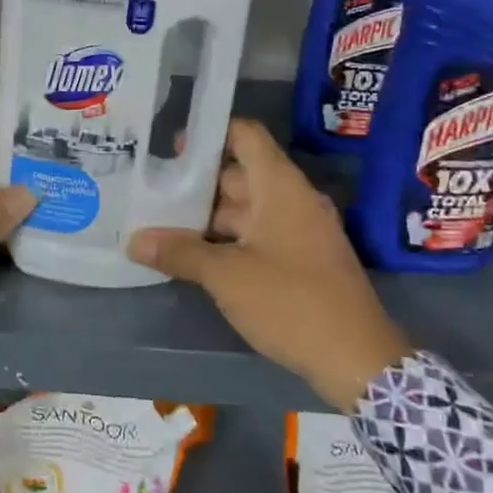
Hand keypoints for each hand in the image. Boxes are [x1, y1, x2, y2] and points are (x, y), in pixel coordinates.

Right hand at [128, 119, 410, 410]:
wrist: (358, 360)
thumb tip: (134, 241)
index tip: (169, 146)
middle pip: (239, 174)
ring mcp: (299, 231)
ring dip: (207, 216)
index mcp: (280, 187)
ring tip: (160, 223)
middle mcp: (292, 200)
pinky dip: (226, 239)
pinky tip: (193, 254)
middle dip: (195, 182)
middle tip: (150, 189)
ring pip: (246, 209)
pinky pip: (257, 235)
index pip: (246, 135)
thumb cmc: (290, 302)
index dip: (209, 133)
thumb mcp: (226, 276)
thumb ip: (179, 252)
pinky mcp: (301, 260)